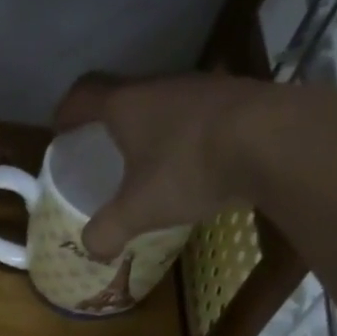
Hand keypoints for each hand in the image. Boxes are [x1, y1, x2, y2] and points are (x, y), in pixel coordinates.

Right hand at [52, 71, 280, 260]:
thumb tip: (91, 248)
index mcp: (127, 105)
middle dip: (111, 121)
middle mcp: (162, 87)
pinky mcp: (240, 98)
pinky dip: (188, 136)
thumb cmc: (188, 168)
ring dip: (153, 127)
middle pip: (127, 95)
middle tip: (104, 148)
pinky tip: (196, 163)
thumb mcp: (138, 210)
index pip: (85, 95)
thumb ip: (107, 230)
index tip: (60, 129)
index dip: (68, 111)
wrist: (276, 141)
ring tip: (150, 159)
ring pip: (166, 104)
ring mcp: (204, 88)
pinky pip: (200, 116)